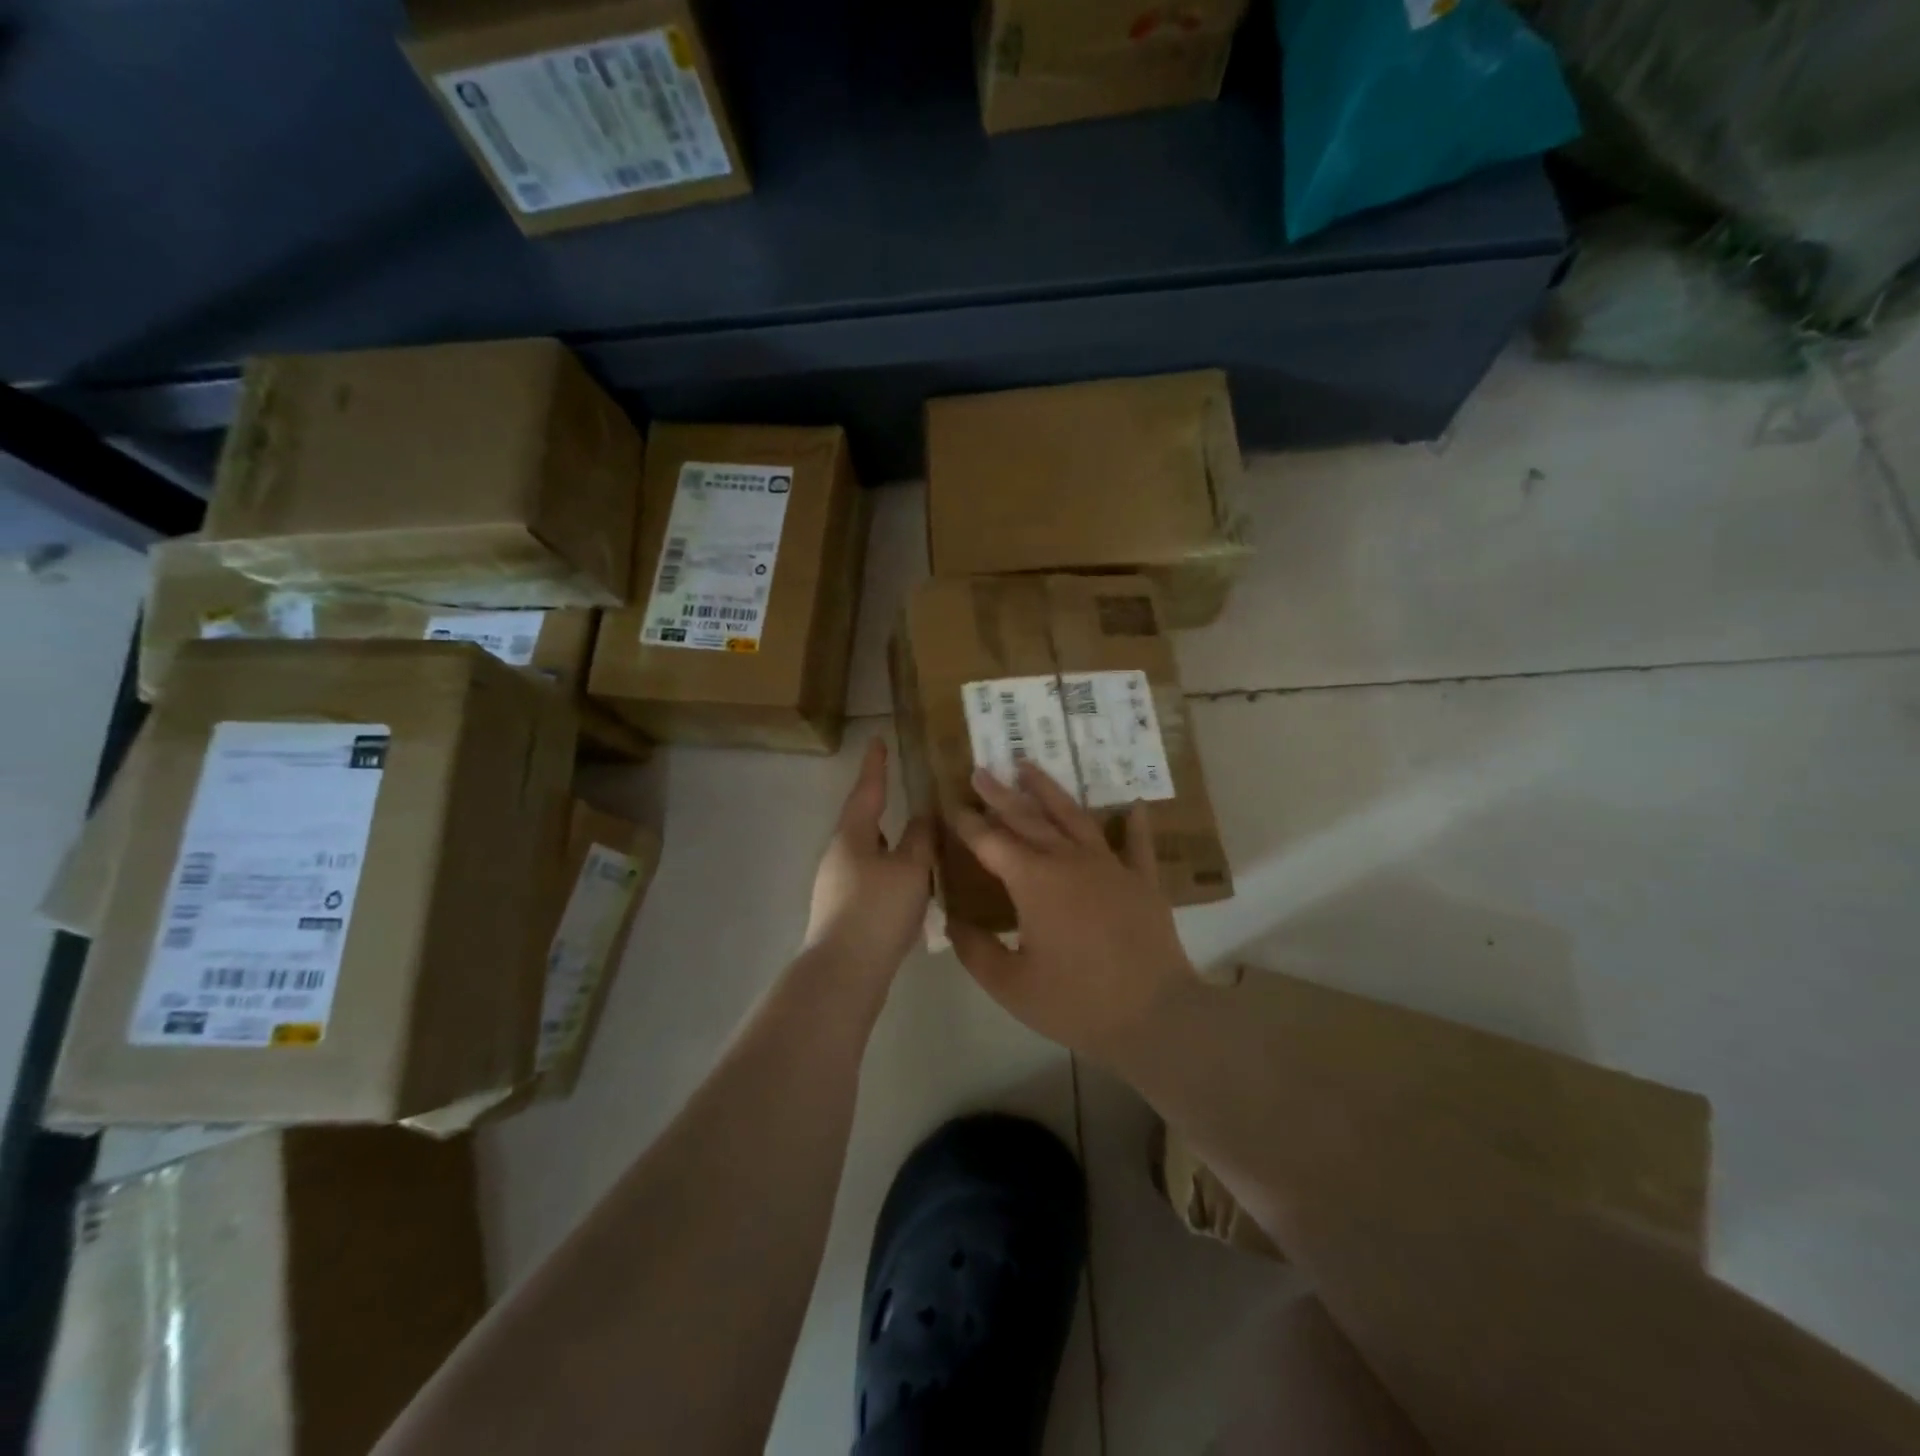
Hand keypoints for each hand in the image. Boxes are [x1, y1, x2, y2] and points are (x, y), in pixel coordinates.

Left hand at [804, 738, 933, 982]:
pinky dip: (893, 875)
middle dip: (885, 809)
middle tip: (910, 797)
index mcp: (852, 837)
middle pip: (865, 823)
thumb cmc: (877, 910)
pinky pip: (873, 881)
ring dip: (894, 847)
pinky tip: (913, 890)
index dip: (875, 766)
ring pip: (871, 855)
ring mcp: (838, 886)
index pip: (867, 791)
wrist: (844, 973)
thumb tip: (923, 816)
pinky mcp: (844, 912)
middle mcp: (839, 856)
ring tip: (923, 846)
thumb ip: (920, 838)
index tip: (877, 740)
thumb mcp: (910, 869)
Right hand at [947, 762, 1195, 1062]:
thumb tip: (952, 920)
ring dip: (1049, 790)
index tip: (950, 804)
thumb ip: (975, 949)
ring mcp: (1110, 866)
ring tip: (1029, 767)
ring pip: (1073, 817)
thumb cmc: (1076, 1003)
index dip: (967, 823)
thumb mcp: (1010, 985)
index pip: (991, 842)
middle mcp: (1069, 861)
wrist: (1155, 1016)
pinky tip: (1132, 804)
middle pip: (1028, 819)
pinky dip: (1133, 823)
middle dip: (1000, 795)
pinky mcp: (1142, 880)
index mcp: (1034, 882)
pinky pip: (1136, 844)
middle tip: (981, 771)